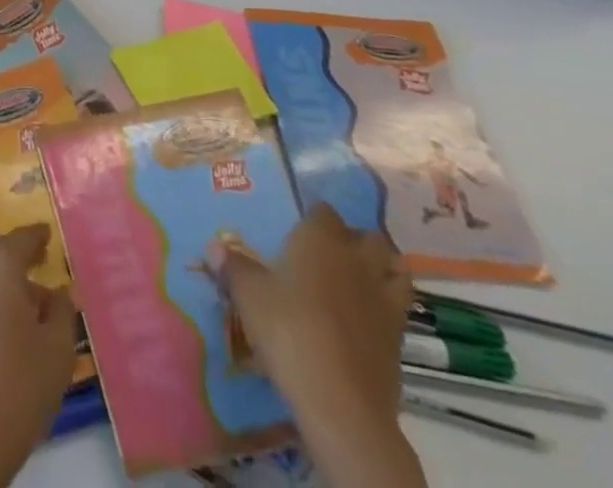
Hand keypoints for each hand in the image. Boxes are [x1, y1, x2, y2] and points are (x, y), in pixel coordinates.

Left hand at [0, 224, 78, 487]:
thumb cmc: (17, 386)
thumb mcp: (58, 351)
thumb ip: (63, 311)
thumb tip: (59, 291)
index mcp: (0, 262)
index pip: (23, 237)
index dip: (38, 237)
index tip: (48, 237)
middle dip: (16, 258)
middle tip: (38, 274)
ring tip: (20, 311)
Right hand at [214, 206, 424, 487]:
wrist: (340, 401)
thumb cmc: (289, 329)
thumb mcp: (248, 295)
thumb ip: (233, 267)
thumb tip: (213, 247)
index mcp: (320, 239)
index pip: (323, 210)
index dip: (313, 215)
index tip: (299, 224)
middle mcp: (356, 260)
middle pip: (369, 237)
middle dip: (355, 239)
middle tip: (330, 252)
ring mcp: (384, 300)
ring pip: (396, 270)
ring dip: (383, 270)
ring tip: (359, 279)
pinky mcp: (399, 339)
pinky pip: (399, 310)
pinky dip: (387, 307)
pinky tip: (366, 319)